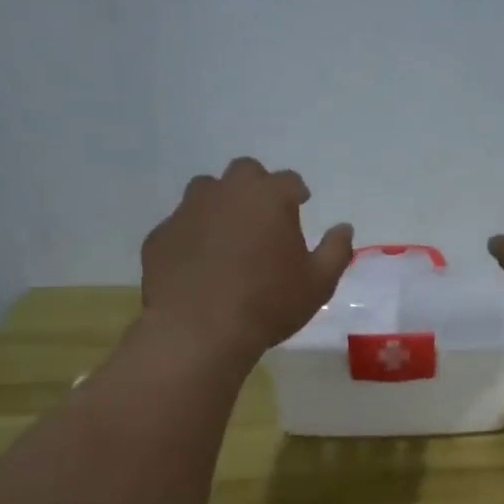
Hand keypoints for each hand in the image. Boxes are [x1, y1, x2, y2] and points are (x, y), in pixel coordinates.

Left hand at [142, 158, 353, 359]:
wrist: (199, 331)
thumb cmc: (269, 303)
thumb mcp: (319, 283)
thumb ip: (336, 250)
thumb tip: (344, 227)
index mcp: (269, 197)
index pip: (289, 180)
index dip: (297, 192)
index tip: (301, 204)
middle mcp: (227, 192)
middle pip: (245, 171)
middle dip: (257, 186)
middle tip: (264, 215)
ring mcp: (188, 211)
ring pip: (206, 191)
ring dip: (221, 204)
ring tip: (229, 235)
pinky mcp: (160, 236)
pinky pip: (181, 225)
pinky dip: (193, 235)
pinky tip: (200, 263)